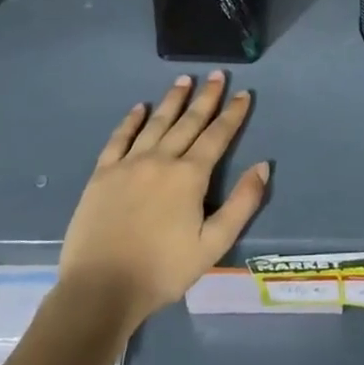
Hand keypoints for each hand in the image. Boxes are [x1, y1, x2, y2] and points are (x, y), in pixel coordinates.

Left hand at [57, 72, 269, 329]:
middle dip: (206, 97)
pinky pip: (119, 138)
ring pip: (156, 123)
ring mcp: (128, 164)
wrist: (100, 290)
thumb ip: (242, 203)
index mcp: (189, 176)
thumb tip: (263, 166)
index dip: (232, 114)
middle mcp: (161, 159)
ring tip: (184, 79)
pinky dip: (131, 121)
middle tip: (217, 74)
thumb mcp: (213, 245)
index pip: (217, 136)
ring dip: (172, 100)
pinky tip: (140, 108)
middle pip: (188, 122)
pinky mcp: (102, 174)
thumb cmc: (162, 271)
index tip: (244, 94)